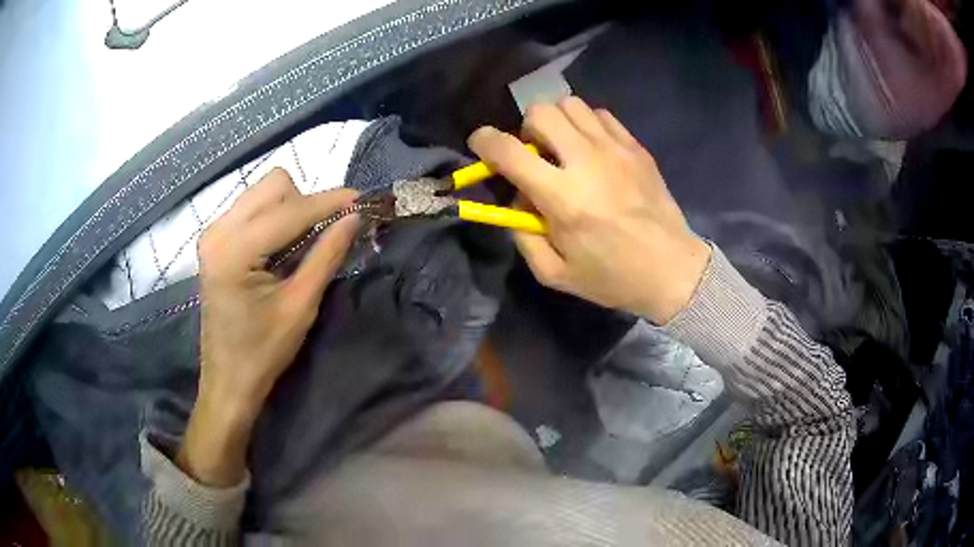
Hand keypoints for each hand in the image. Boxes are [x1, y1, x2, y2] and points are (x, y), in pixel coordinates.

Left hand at [178, 168, 359, 485]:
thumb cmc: (262, 352)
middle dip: (307, 202)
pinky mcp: (215, 240)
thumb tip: (354, 218)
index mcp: (234, 250)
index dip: (329, 202)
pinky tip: (284, 246)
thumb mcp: (300, 306)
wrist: (228, 380)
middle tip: (328, 232)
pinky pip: (252, 208)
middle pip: (273, 186)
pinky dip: (275, 218)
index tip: (362, 200)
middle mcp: (218, 230)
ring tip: (306, 242)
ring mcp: (213, 233)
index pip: (290, 210)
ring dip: (291, 208)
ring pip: (263, 193)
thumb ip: (326, 256)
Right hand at [468, 97, 710, 324]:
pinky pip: (601, 115)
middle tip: (535, 153)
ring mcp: (615, 149)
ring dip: (557, 122)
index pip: (509, 151)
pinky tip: (592, 149)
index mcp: (562, 198)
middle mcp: (586, 162)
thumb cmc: (612, 277)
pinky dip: (586, 124)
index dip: (484, 141)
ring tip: (564, 147)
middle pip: (541, 112)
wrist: (671, 269)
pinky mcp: (636, 147)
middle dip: (527, 128)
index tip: (480, 144)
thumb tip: (517, 198)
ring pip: (571, 105)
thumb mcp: (554, 273)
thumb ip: (523, 235)